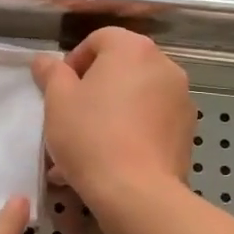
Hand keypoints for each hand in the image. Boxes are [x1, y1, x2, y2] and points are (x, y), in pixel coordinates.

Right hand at [32, 27, 193, 209]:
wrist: (138, 193)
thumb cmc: (91, 137)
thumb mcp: (57, 101)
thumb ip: (51, 73)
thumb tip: (45, 60)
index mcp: (133, 49)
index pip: (99, 39)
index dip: (74, 61)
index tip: (60, 90)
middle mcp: (164, 65)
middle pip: (121, 66)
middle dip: (94, 88)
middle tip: (72, 116)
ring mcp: (181, 98)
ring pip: (136, 97)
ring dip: (112, 111)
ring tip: (87, 146)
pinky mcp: (187, 130)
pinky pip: (151, 121)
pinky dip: (132, 131)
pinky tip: (110, 160)